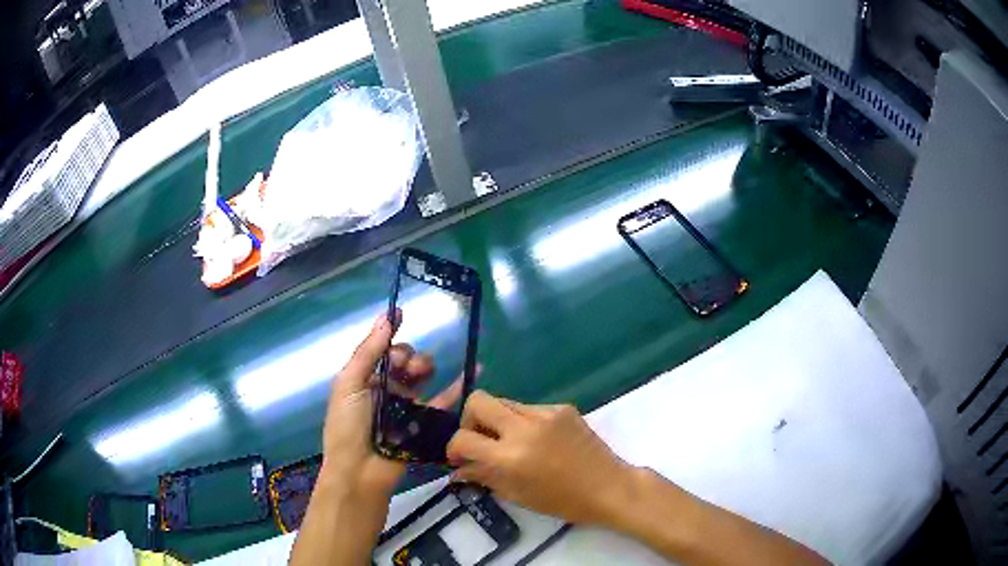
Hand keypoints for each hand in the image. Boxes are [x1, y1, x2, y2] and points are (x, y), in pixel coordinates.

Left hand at [320, 311, 461, 496]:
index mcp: (365, 380)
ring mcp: (406, 408)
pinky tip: (472, 370)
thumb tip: (387, 316)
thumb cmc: (348, 426)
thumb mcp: (349, 383)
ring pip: (423, 378)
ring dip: (426, 367)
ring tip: (423, 372)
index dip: (391, 340)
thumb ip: (368, 351)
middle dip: (409, 356)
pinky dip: (457, 387)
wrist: (359, 472)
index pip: (382, 352)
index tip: (402, 318)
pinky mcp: (424, 425)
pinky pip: (443, 402)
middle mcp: (385, 391)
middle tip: (408, 366)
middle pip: (404, 363)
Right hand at [446, 390, 633, 525]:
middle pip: (478, 401)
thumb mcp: (517, 495)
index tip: (458, 458)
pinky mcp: (562, 407)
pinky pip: (529, 407)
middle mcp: (524, 428)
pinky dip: (523, 422)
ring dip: (498, 420)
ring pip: (504, 402)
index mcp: (510, 456)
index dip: (453, 448)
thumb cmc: (562, 501)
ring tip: (510, 442)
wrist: (608, 487)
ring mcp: (545, 413)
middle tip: (480, 441)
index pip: (463, 438)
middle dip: (469, 420)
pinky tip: (538, 441)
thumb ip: (483, 476)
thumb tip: (457, 469)